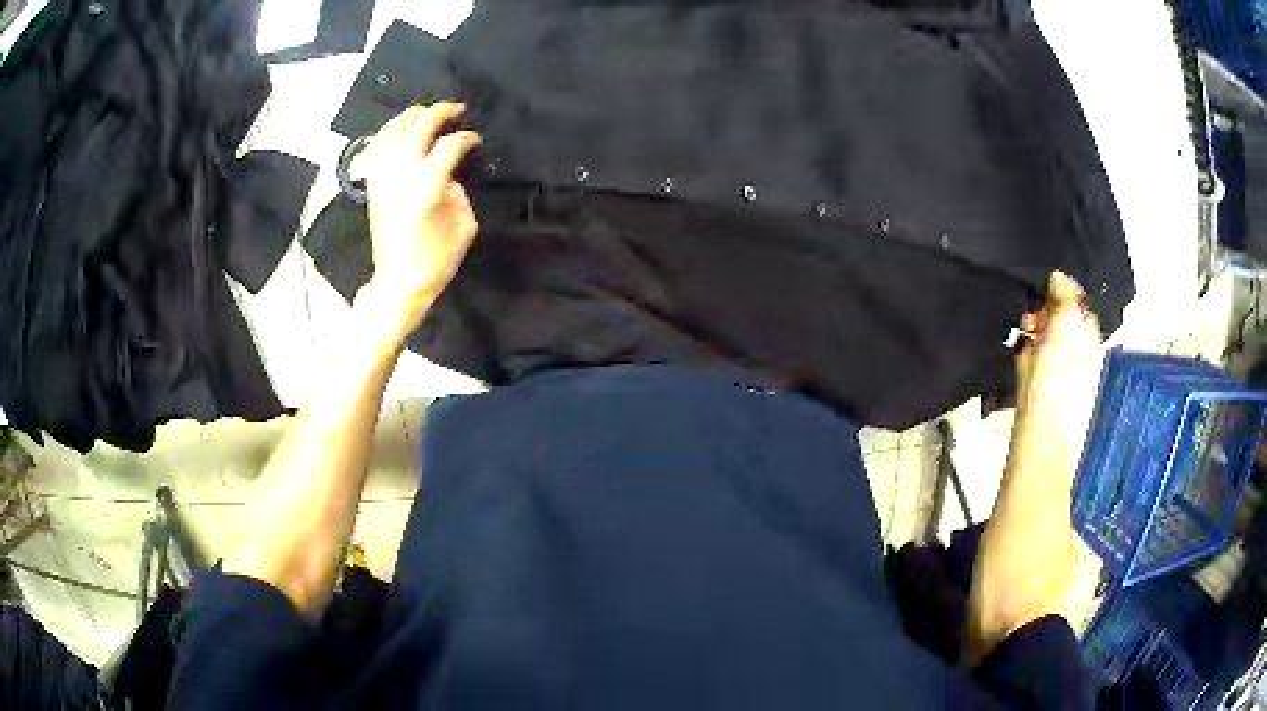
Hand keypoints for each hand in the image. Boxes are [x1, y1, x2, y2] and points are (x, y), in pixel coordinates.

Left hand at [358, 103, 482, 341]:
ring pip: (395, 129)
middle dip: (442, 112)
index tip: (476, 140)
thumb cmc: (437, 258)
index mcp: (428, 183)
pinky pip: (377, 146)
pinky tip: (399, 129)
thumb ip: (459, 190)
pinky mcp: (372, 183)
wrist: (399, 281)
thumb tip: (448, 173)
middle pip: (421, 125)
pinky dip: (389, 132)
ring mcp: (383, 175)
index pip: (452, 144)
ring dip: (413, 116)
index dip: (468, 137)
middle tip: (457, 109)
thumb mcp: (464, 223)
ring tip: (427, 113)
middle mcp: (402, 172)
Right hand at [1013, 271, 1104, 474]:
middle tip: (1032, 318)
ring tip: (1025, 337)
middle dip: (1044, 314)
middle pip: (1060, 319)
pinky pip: (1034, 360)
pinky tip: (1022, 363)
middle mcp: (1079, 353)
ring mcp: (1060, 372)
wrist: (1040, 433)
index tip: (1045, 291)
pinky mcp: (1042, 388)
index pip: (1077, 302)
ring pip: (1045, 338)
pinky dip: (1026, 355)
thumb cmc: (1057, 384)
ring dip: (1034, 333)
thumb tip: (1060, 276)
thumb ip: (1065, 297)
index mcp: (1090, 337)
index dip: (1060, 294)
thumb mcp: (1066, 327)